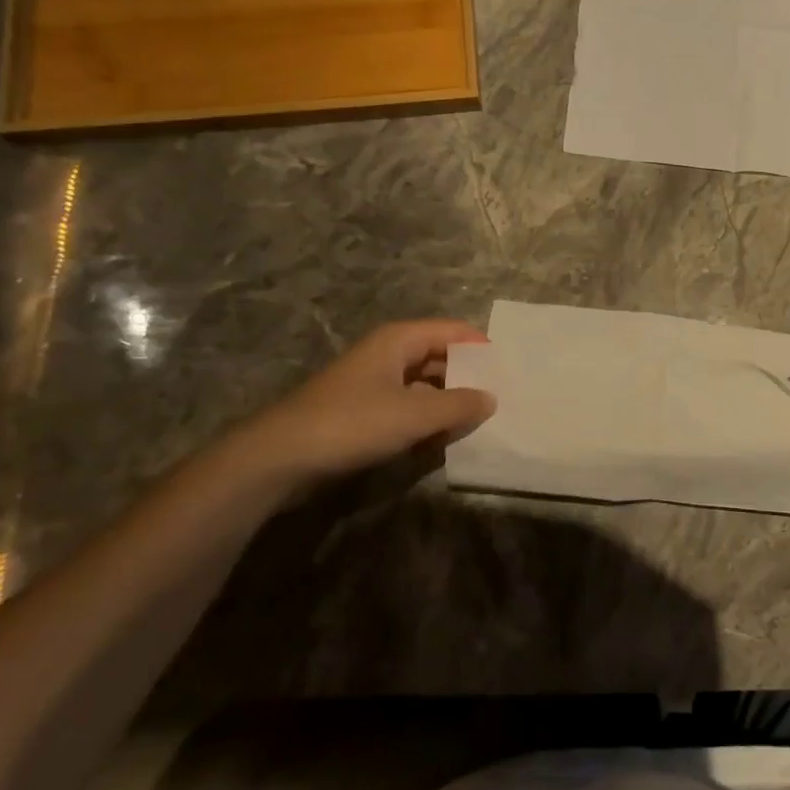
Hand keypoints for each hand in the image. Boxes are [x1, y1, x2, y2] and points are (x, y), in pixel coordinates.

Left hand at [235, 319, 495, 483]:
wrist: (280, 458)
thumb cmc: (352, 423)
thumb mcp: (414, 415)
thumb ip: (458, 406)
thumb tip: (490, 399)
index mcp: (398, 340)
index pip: (452, 331)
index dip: (481, 346)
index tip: (509, 369)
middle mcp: (386, 354)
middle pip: (439, 357)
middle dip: (467, 377)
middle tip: (499, 400)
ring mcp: (372, 383)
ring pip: (423, 385)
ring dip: (447, 403)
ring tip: (476, 423)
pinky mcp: (362, 411)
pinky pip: (406, 407)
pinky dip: (425, 420)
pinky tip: (440, 441)